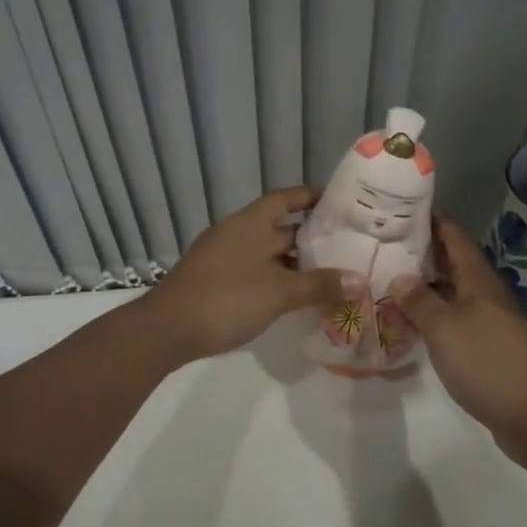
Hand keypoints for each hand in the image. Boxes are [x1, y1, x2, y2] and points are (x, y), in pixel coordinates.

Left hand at [142, 188, 345, 363]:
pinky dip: (274, 278)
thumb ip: (319, 285)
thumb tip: (360, 281)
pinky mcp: (213, 280)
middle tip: (345, 247)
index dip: (310, 197)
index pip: (284, 198)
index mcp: (250, 223)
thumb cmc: (226, 299)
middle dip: (310, 238)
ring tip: (327, 275)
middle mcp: (235, 233)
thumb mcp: (278, 292)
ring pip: (265, 252)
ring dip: (293, 262)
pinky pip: (252, 270)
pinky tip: (292, 297)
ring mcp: (221, 257)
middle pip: (278, 228)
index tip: (337, 202)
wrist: (166, 330)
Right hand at [392, 216, 526, 448]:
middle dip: (424, 247)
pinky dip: (434, 308)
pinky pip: (455, 313)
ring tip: (391, 273)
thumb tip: (400, 276)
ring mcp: (489, 318)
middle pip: (454, 259)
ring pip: (453, 288)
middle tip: (387, 240)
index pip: (454, 235)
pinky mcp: (487, 343)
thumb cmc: (485, 362)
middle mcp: (485, 292)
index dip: (432, 217)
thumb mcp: (443, 328)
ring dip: (427, 279)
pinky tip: (412, 317)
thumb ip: (419, 299)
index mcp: (478, 279)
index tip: (404, 205)